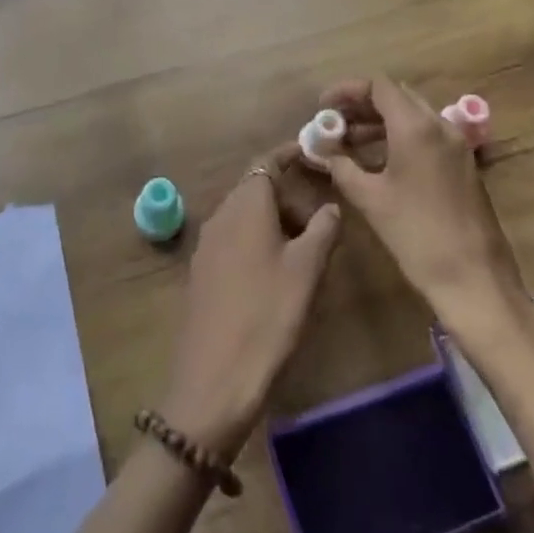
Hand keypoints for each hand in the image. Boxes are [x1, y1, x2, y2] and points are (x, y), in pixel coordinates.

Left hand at [160, 146, 341, 458]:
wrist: (214, 380)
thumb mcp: (307, 270)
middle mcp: (221, 215)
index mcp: (246, 205)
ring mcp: (207, 245)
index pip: (267, 162)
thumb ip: (324, 229)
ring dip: (274, 219)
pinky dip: (257, 239)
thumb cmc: (268, 315)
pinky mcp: (202, 272)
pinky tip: (276, 271)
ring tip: (305, 248)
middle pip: (256, 187)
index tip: (316, 153)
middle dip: (288, 193)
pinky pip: (234, 238)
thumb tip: (331, 206)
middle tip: (321, 216)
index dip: (292, 154)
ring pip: (244, 214)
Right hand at [322, 76, 529, 341]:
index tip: (324, 107)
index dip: (347, 91)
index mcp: (416, 127)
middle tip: (334, 123)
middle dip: (362, 106)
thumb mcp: (370, 199)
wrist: (475, 279)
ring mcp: (457, 145)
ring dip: (381, 123)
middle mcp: (440, 126)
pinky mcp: (464, 165)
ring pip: (414, 117)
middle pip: (397, 97)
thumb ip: (342, 167)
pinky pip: (428, 136)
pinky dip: (401, 138)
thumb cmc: (417, 234)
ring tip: (349, 143)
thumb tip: (321, 151)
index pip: (379, 86)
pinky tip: (380, 162)